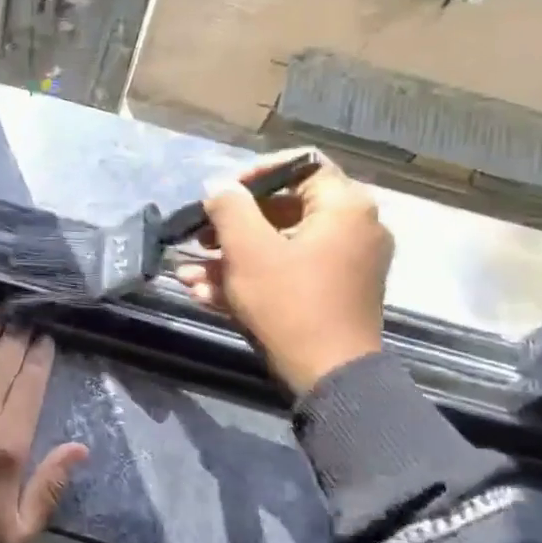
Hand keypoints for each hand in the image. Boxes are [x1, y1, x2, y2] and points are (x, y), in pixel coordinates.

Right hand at [173, 149, 393, 394]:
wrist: (330, 377)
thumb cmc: (290, 303)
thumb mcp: (248, 250)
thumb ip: (229, 207)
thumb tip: (219, 187)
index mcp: (345, 206)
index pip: (300, 164)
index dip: (254, 173)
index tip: (220, 194)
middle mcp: (353, 228)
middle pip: (284, 209)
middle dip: (232, 225)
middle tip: (198, 238)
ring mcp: (344, 264)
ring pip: (280, 246)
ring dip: (231, 257)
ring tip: (188, 274)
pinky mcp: (332, 293)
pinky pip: (288, 272)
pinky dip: (252, 278)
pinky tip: (205, 293)